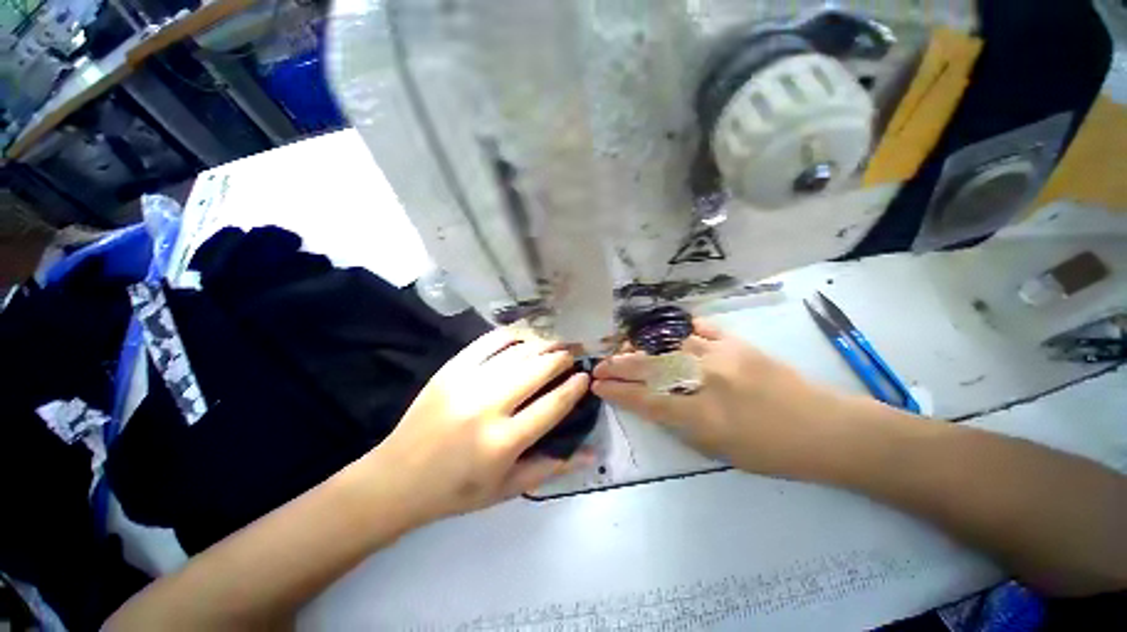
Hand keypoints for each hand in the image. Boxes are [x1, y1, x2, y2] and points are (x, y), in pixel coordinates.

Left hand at [371, 328, 592, 524]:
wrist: (396, 479)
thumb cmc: (456, 491)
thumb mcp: (507, 489)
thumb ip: (551, 468)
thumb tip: (592, 453)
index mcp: (503, 442)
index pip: (553, 404)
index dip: (575, 387)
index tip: (585, 376)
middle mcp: (488, 407)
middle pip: (537, 370)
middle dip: (561, 358)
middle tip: (573, 354)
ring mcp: (466, 383)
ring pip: (517, 352)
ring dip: (542, 344)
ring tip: (555, 343)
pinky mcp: (450, 369)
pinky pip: (488, 342)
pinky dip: (511, 335)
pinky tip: (524, 337)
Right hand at [592, 319, 867, 479]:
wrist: (826, 428)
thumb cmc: (771, 451)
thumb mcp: (718, 451)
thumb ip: (681, 423)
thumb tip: (652, 402)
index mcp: (703, 416)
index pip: (646, 400)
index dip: (618, 393)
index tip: (598, 386)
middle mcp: (707, 380)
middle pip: (651, 369)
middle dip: (619, 367)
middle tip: (600, 366)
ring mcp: (722, 356)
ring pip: (669, 345)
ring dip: (641, 347)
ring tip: (624, 349)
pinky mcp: (737, 342)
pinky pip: (699, 329)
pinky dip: (678, 330)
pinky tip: (664, 332)